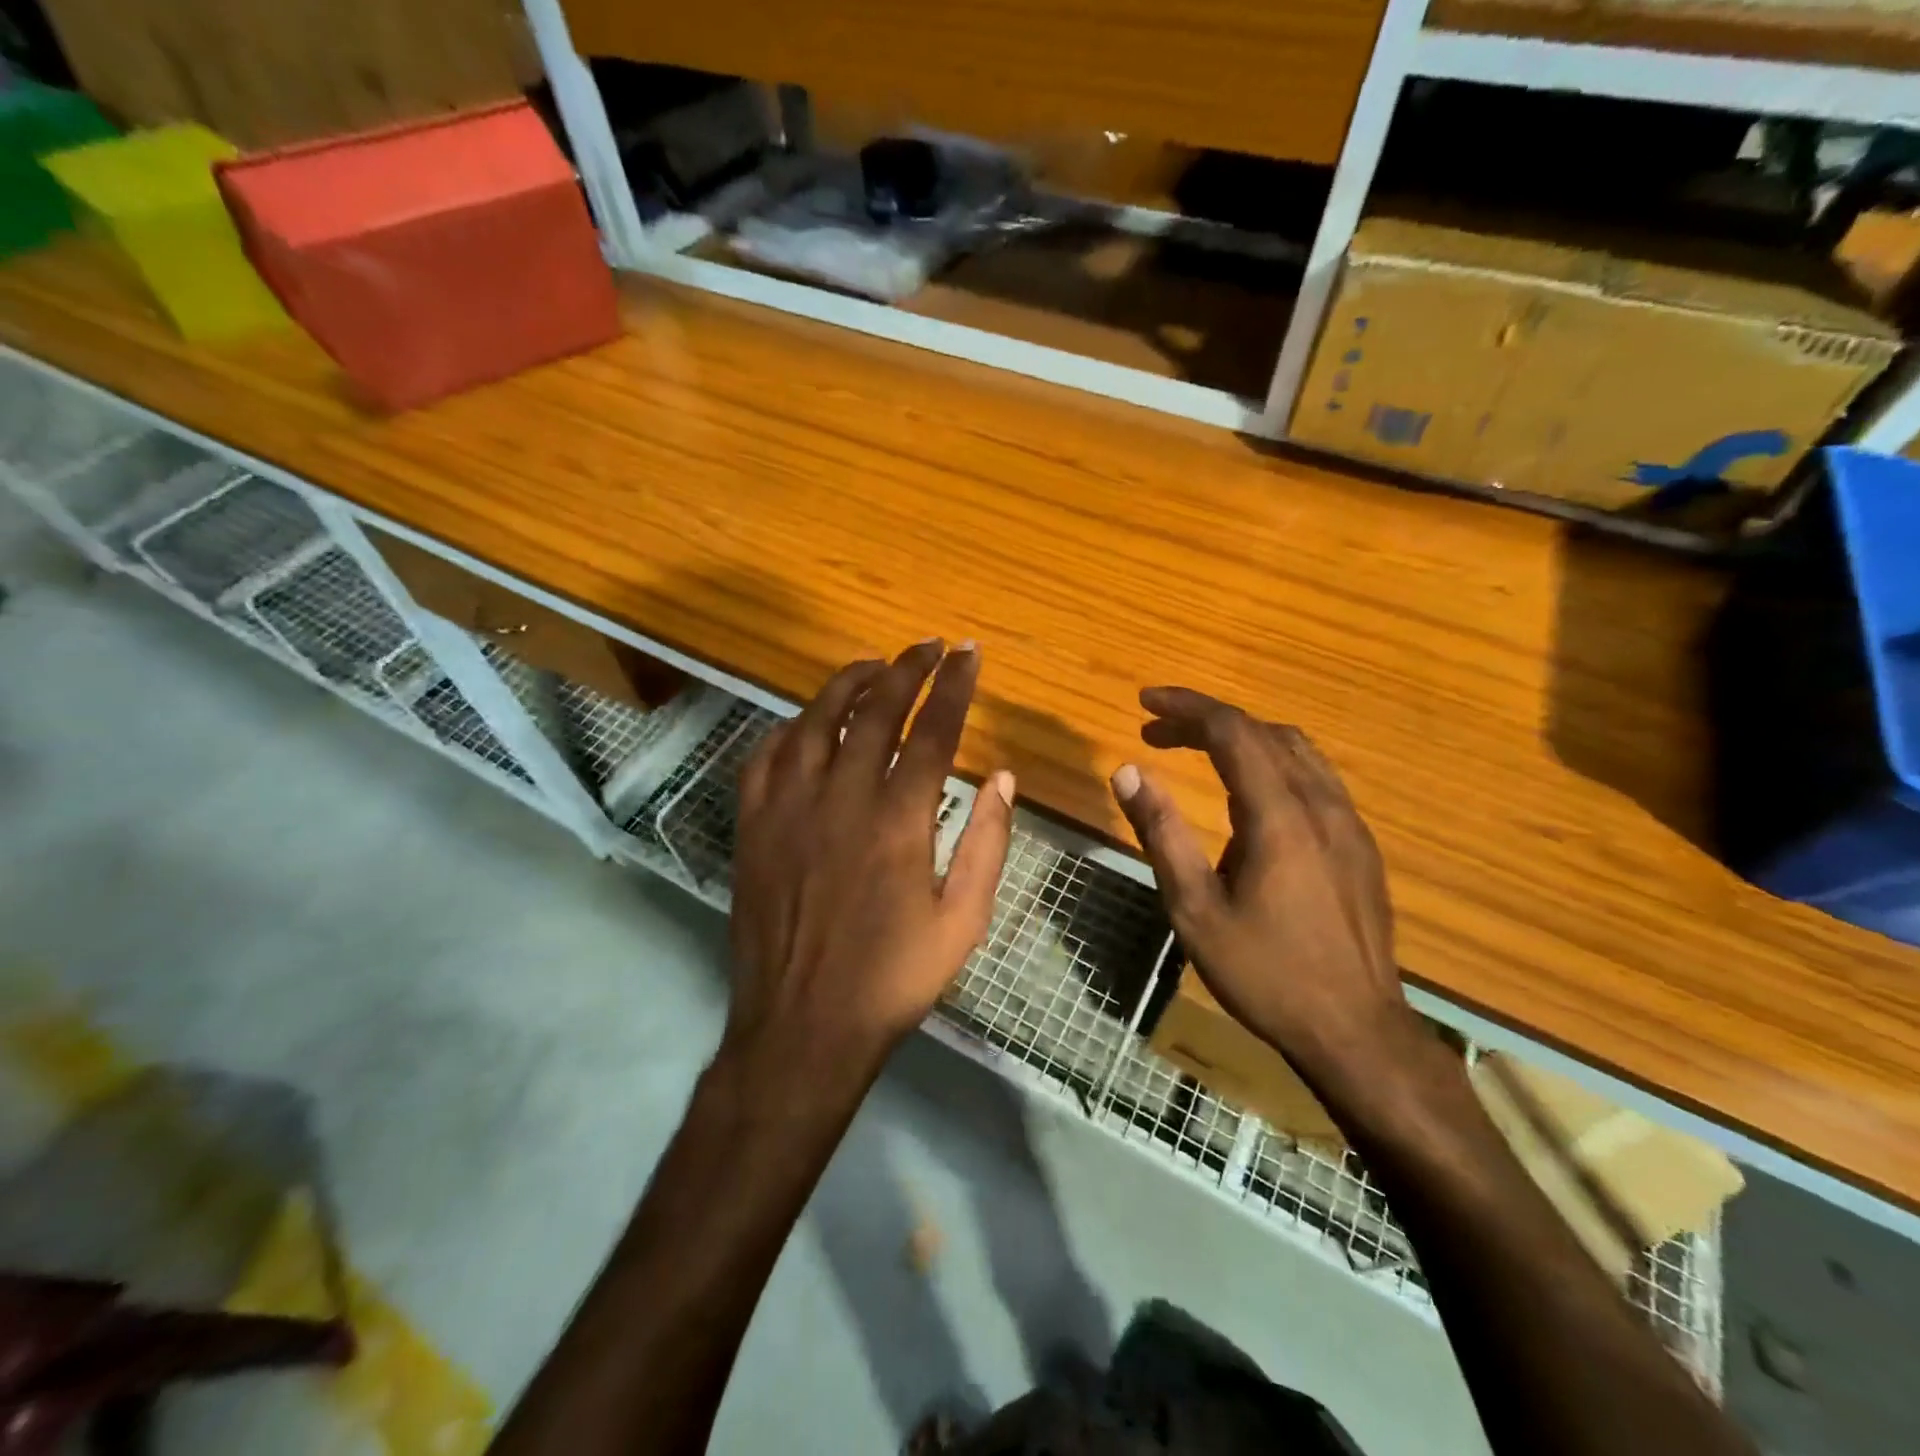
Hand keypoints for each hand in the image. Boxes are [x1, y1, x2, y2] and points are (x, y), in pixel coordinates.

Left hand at [726, 640, 1015, 1084]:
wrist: (803, 1028)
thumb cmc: (893, 979)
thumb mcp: (963, 921)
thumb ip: (987, 843)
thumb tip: (1003, 778)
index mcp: (899, 821)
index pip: (933, 731)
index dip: (954, 686)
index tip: (968, 654)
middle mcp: (842, 799)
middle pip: (875, 711)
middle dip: (906, 669)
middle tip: (928, 646)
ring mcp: (789, 809)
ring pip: (815, 722)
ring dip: (847, 684)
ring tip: (874, 666)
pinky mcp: (754, 827)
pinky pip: (766, 757)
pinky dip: (791, 729)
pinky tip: (807, 724)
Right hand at [1108, 687, 1413, 1087]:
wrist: (1356, 1032)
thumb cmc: (1265, 973)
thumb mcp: (1194, 908)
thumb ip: (1161, 832)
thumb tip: (1128, 771)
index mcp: (1279, 816)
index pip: (1232, 731)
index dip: (1186, 708)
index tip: (1145, 702)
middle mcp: (1321, 805)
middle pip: (1263, 733)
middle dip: (1206, 721)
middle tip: (1157, 731)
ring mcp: (1349, 824)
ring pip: (1296, 751)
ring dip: (1242, 739)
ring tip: (1197, 750)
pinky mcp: (1360, 845)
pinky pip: (1315, 778)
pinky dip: (1271, 763)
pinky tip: (1248, 795)